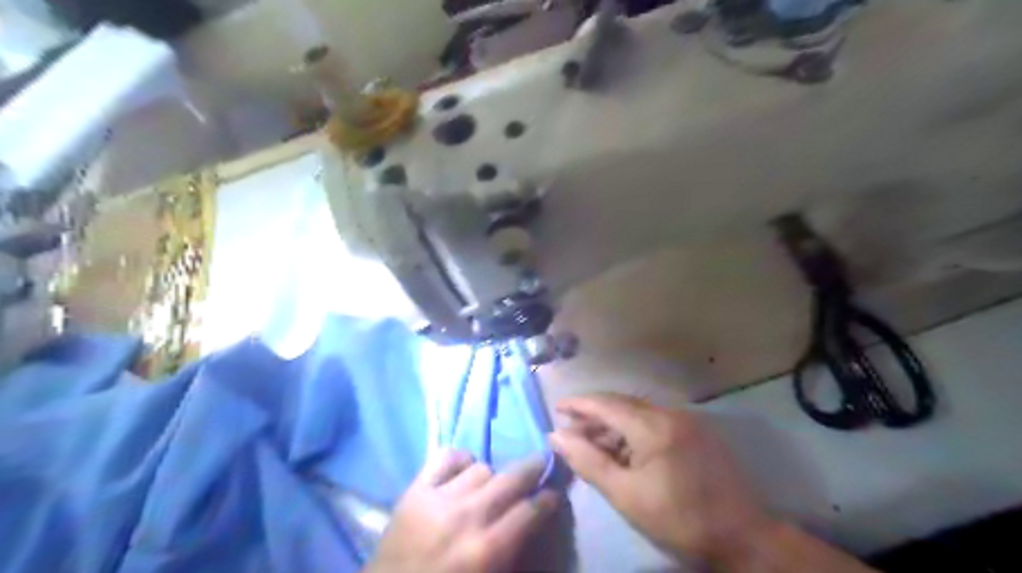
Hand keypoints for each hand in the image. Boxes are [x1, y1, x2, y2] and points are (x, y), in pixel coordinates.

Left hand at [366, 449, 556, 570]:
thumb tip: (532, 521)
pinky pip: (446, 457)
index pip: (530, 511)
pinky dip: (459, 461)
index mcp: (487, 549)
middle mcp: (467, 516)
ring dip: (491, 478)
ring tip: (488, 489)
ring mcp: (439, 499)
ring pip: (482, 468)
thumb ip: (512, 553)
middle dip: (534, 468)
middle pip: (512, 478)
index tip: (554, 493)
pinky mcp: (415, 490)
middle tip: (542, 463)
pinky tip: (461, 474)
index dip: (548, 498)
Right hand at [552, 395, 773, 562]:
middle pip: (622, 405)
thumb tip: (556, 436)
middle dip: (593, 415)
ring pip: (638, 413)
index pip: (606, 403)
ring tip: (591, 443)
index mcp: (653, 425)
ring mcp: (686, 420)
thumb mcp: (625, 495)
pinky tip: (622, 450)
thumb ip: (588, 461)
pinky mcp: (696, 432)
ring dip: (613, 425)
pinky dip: (633, 432)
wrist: (743, 537)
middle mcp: (670, 413)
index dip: (578, 403)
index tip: (556, 407)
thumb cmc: (679, 518)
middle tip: (570, 430)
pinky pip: (655, 423)